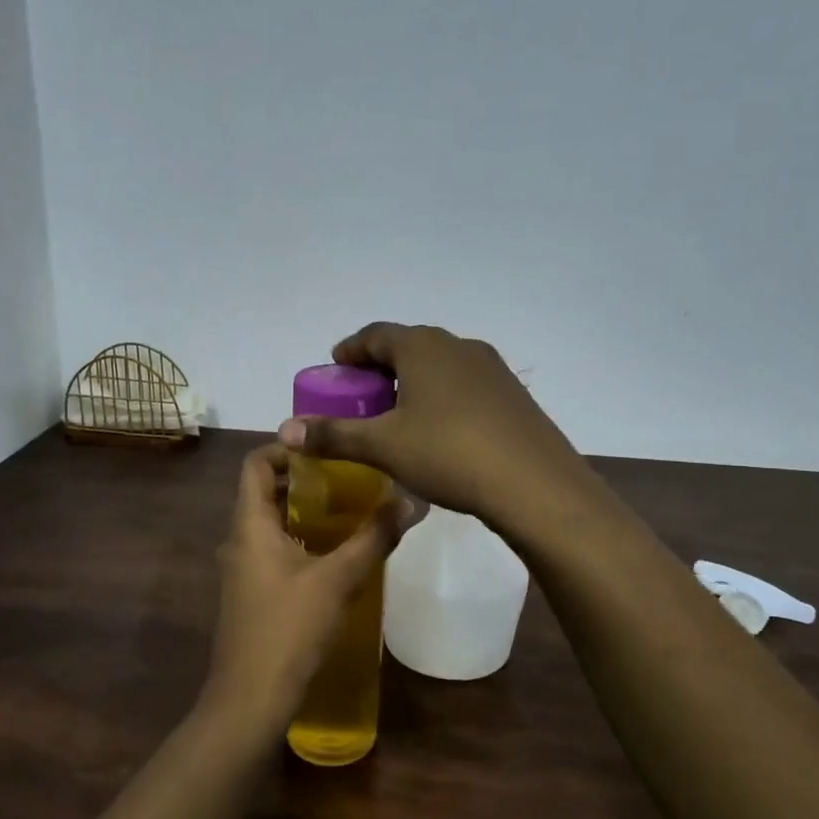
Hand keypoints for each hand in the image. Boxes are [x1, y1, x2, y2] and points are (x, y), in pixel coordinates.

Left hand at [198, 443, 408, 737]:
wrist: (251, 697)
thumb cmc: (289, 628)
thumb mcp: (338, 579)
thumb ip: (372, 537)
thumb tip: (409, 500)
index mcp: (249, 524)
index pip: (256, 463)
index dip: (287, 447)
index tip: (327, 449)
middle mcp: (238, 540)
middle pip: (265, 491)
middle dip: (305, 480)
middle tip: (350, 478)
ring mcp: (241, 569)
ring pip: (271, 524)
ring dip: (306, 513)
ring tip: (351, 511)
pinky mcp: (251, 594)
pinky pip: (273, 551)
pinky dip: (301, 541)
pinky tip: (336, 556)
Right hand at [277, 323, 588, 531]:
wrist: (534, 484)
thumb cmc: (449, 454)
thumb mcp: (383, 447)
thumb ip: (333, 435)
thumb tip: (285, 430)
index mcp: (423, 347)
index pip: (376, 334)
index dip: (352, 349)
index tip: (336, 365)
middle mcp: (458, 346)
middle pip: (409, 346)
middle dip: (381, 366)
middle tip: (362, 394)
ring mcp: (492, 369)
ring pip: (440, 365)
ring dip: (414, 381)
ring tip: (398, 413)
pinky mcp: (513, 395)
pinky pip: (465, 385)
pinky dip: (442, 397)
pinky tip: (440, 430)